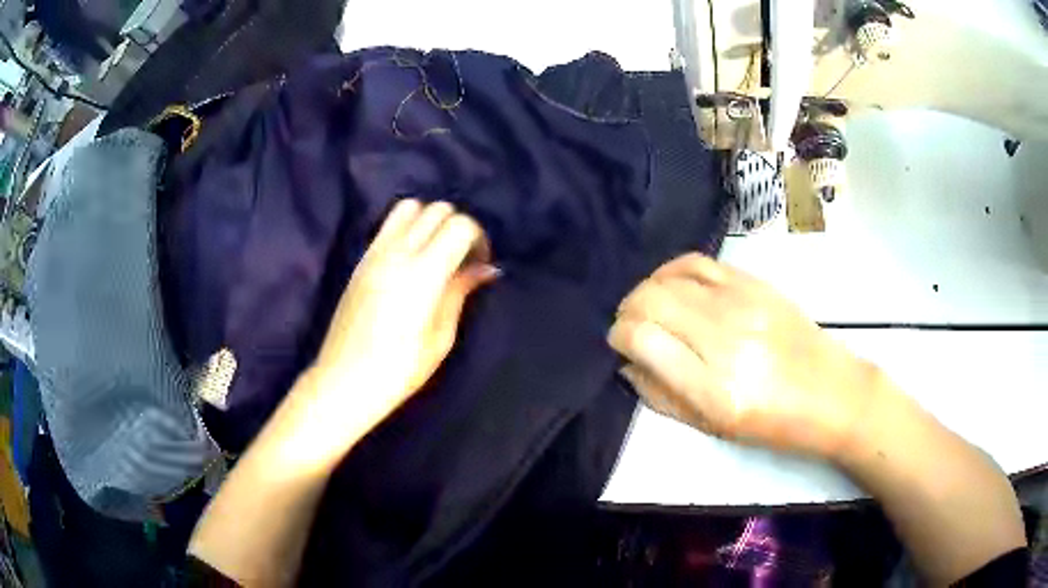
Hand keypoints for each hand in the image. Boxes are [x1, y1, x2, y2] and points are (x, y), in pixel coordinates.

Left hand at [309, 199, 497, 424]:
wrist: (345, 380)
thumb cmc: (399, 369)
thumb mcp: (440, 337)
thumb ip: (460, 293)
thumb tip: (484, 269)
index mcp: (423, 274)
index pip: (460, 225)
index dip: (478, 238)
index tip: (479, 264)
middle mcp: (398, 253)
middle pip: (437, 209)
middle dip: (457, 226)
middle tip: (461, 258)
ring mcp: (375, 253)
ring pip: (410, 206)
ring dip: (429, 220)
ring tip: (435, 251)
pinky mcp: (361, 259)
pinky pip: (389, 224)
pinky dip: (407, 227)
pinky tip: (411, 259)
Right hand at [608, 253, 879, 459]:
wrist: (832, 393)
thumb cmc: (774, 424)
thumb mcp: (713, 428)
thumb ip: (663, 396)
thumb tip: (629, 363)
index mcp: (713, 389)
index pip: (642, 339)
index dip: (619, 337)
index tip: (621, 346)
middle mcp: (725, 340)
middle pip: (649, 301)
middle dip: (627, 312)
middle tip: (633, 329)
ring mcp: (743, 305)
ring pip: (667, 278)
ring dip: (646, 291)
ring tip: (651, 308)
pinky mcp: (755, 284)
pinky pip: (697, 262)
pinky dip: (672, 270)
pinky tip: (672, 286)